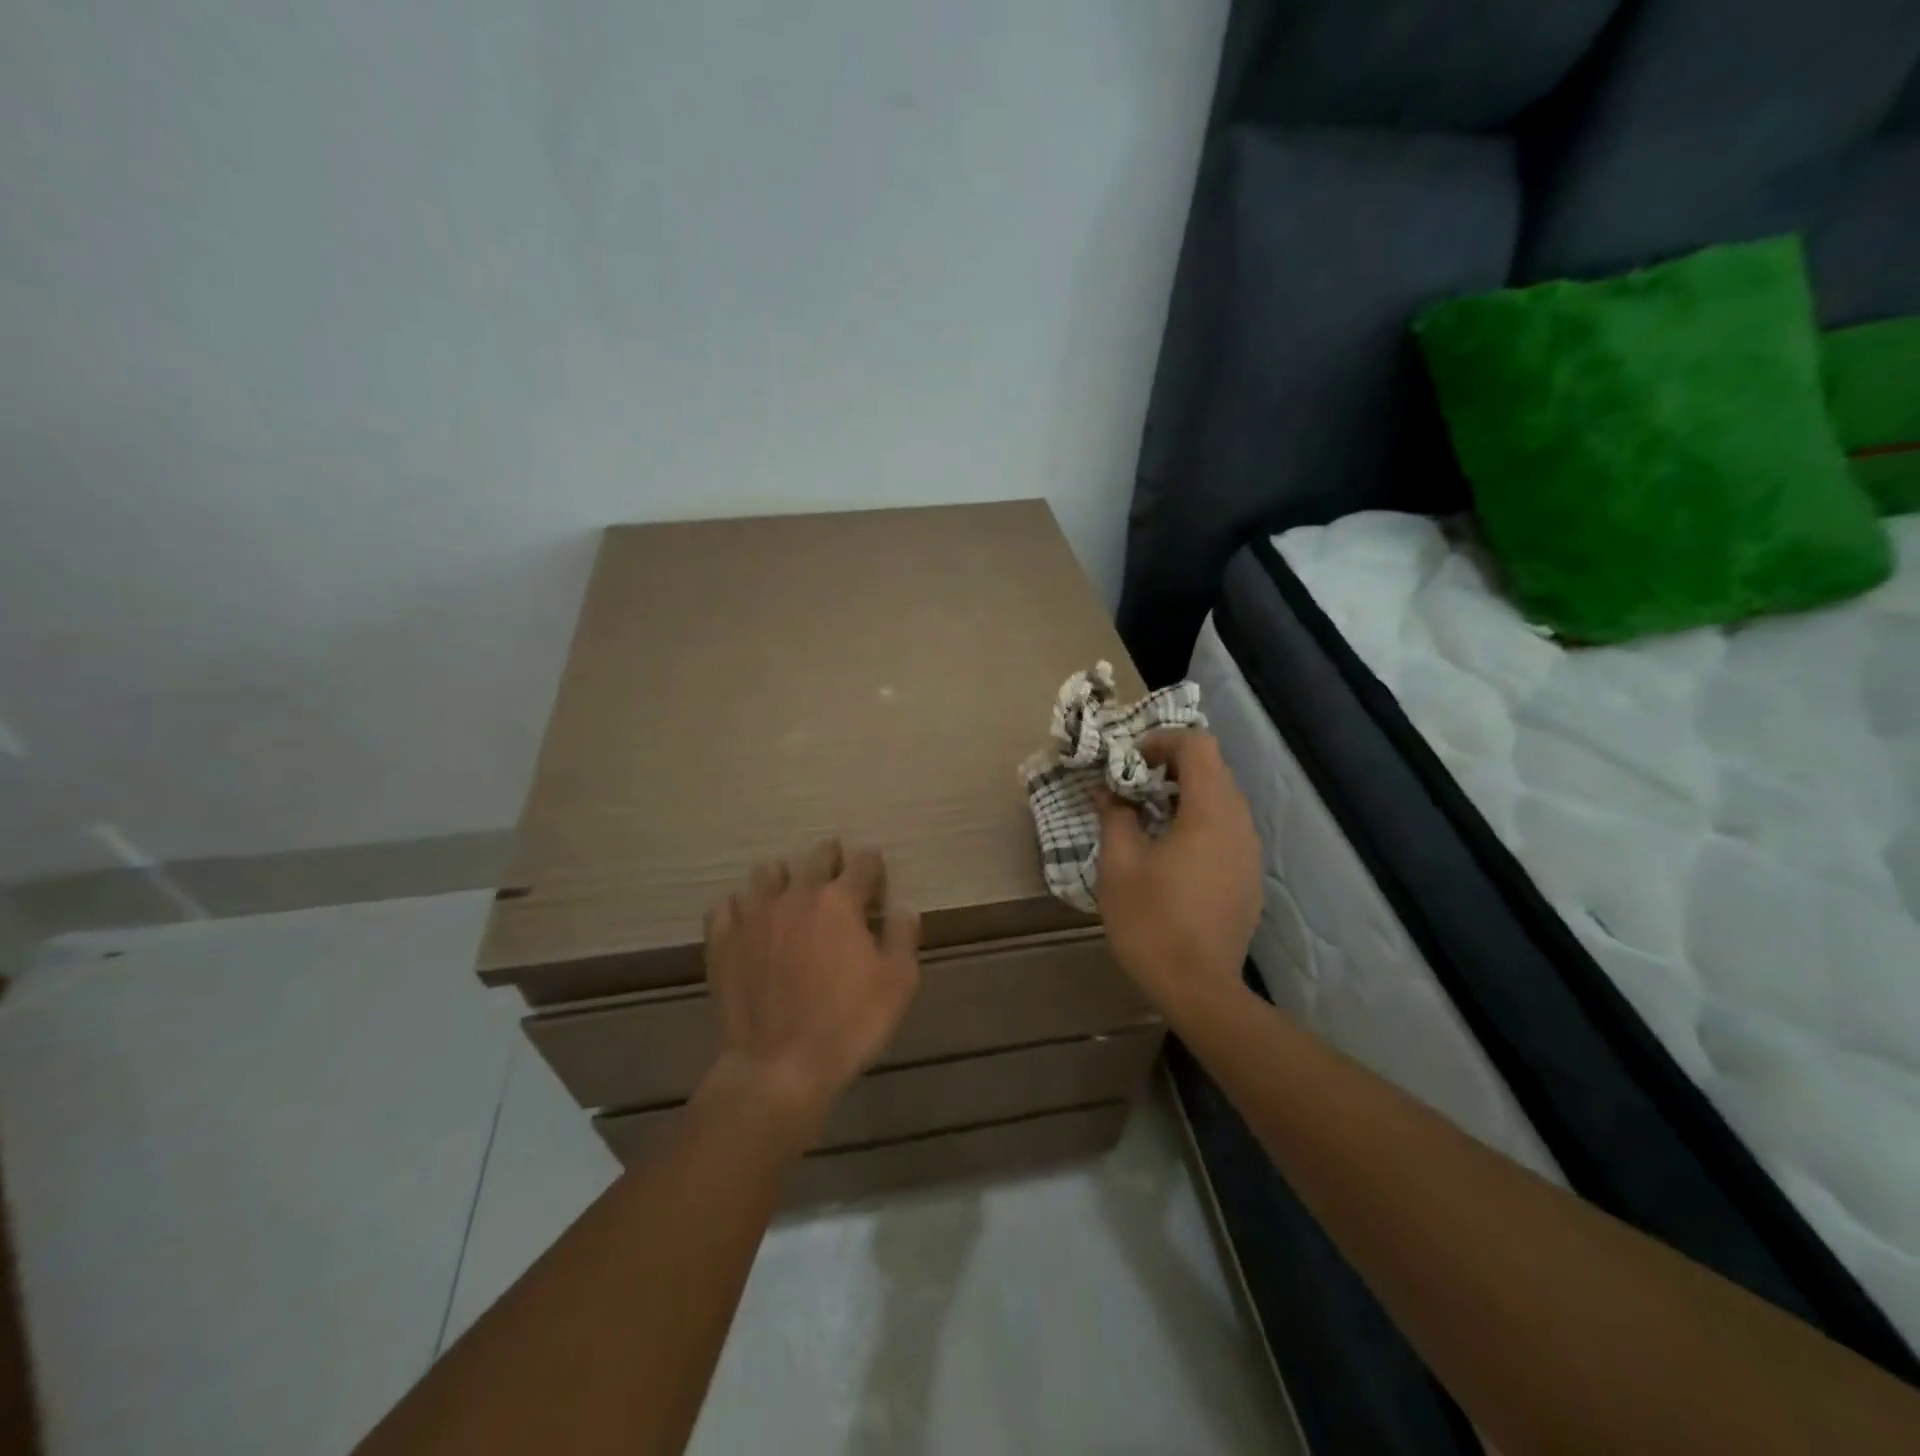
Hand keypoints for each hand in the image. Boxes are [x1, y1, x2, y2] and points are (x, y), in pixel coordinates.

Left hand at [699, 839, 921, 1132]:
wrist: (779, 1067)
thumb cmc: (848, 1024)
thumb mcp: (898, 983)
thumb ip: (903, 936)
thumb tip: (903, 906)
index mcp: (840, 901)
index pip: (862, 861)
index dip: (873, 866)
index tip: (877, 881)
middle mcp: (796, 895)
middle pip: (816, 856)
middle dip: (833, 860)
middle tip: (839, 880)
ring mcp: (754, 915)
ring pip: (767, 872)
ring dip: (785, 877)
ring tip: (792, 897)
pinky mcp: (723, 940)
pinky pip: (727, 905)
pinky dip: (741, 906)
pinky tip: (750, 921)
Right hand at [1096, 731, 1262, 1014]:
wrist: (1199, 989)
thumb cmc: (1152, 921)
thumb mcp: (1119, 864)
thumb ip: (1116, 816)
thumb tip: (1109, 791)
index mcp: (1210, 811)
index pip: (1198, 745)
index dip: (1162, 740)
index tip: (1129, 761)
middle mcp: (1239, 823)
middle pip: (1213, 769)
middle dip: (1170, 767)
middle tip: (1132, 786)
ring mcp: (1250, 852)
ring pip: (1222, 800)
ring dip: (1185, 795)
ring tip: (1148, 818)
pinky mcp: (1250, 877)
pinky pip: (1226, 830)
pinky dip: (1199, 823)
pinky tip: (1171, 854)